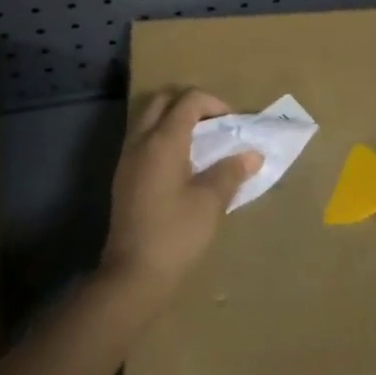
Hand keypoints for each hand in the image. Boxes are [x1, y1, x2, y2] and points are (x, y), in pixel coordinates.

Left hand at [99, 89, 261, 304]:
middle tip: (214, 127)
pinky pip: (143, 141)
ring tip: (201, 146)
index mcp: (163, 140)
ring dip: (174, 122)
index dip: (215, 104)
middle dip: (191, 106)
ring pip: (149, 120)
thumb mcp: (210, 202)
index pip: (189, 100)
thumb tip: (251, 154)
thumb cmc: (176, 234)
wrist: (133, 274)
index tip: (233, 124)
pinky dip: (163, 140)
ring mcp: (127, 158)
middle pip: (163, 101)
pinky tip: (182, 167)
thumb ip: (230, 172)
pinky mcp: (123, 177)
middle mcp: (141, 141)